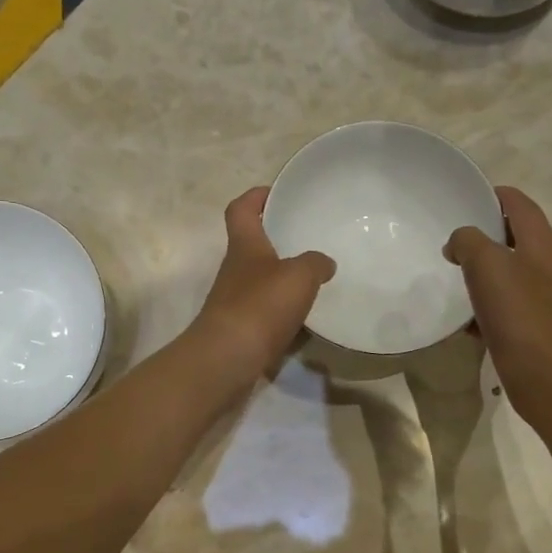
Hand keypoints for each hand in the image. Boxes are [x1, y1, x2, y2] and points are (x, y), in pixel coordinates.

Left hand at [189, 187, 334, 382]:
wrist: (227, 359)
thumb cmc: (260, 306)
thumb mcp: (299, 276)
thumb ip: (315, 263)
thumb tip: (324, 263)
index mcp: (244, 246)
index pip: (241, 209)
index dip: (256, 197)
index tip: (277, 193)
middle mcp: (235, 270)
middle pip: (251, 246)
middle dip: (276, 240)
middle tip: (307, 239)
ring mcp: (234, 302)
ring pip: (260, 281)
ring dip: (281, 280)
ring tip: (313, 281)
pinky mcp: (240, 330)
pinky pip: (265, 313)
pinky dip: (282, 313)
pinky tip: (304, 320)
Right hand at [446, 186, 551, 439]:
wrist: (548, 379)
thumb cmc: (520, 316)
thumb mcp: (488, 266)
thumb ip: (469, 242)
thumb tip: (459, 242)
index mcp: (541, 242)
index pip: (517, 202)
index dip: (489, 195)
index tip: (458, 199)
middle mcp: (546, 264)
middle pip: (512, 235)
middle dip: (479, 234)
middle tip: (447, 239)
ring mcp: (542, 296)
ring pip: (505, 271)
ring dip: (479, 271)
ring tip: (450, 275)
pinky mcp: (532, 324)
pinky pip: (503, 303)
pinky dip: (483, 304)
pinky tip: (464, 320)